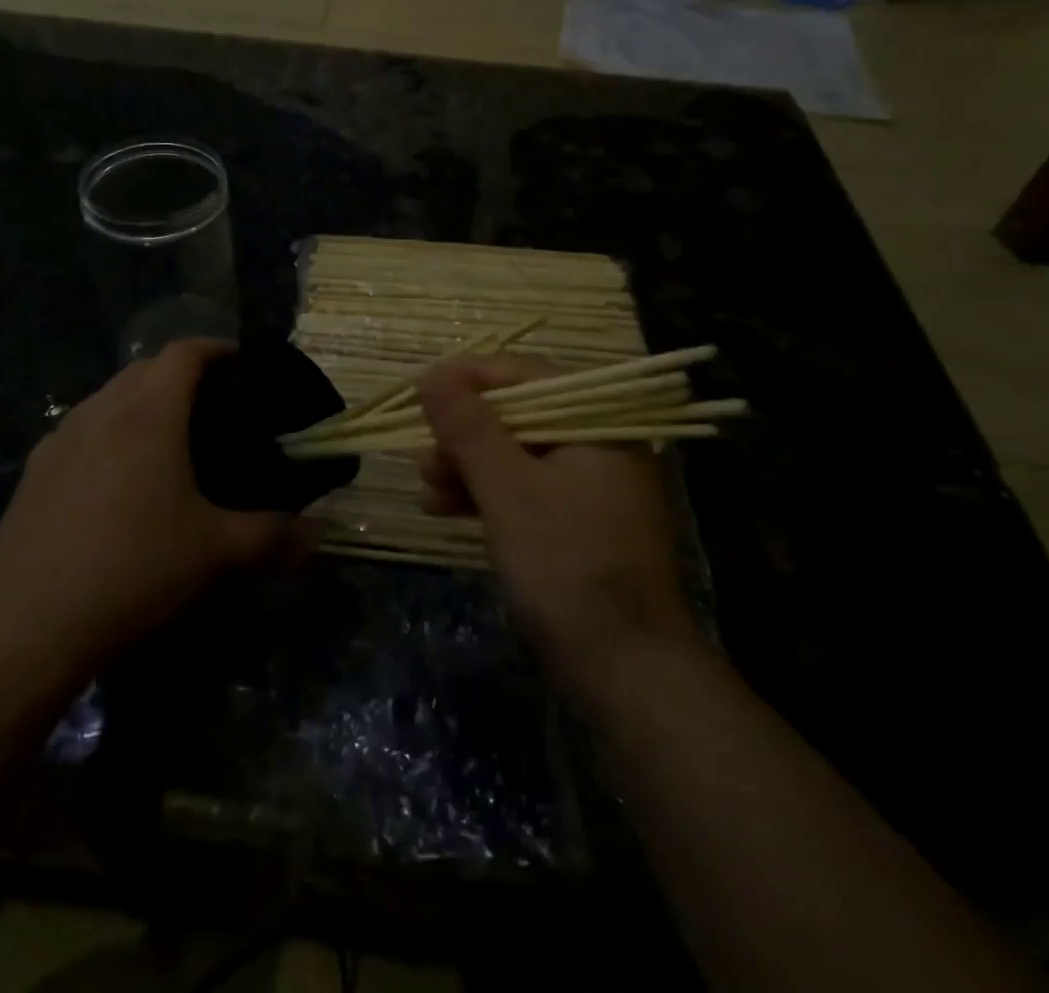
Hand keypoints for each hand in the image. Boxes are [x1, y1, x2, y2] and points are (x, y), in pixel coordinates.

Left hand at [0, 340, 305, 678]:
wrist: (29, 624)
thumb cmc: (135, 569)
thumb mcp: (216, 553)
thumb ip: (274, 536)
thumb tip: (319, 534)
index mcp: (149, 414)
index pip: (184, 352)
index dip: (216, 349)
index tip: (242, 366)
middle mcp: (101, 411)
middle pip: (144, 368)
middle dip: (181, 374)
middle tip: (214, 407)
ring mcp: (60, 439)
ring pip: (108, 396)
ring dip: (141, 401)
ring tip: (167, 439)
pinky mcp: (34, 471)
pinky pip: (80, 429)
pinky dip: (107, 431)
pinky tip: (117, 477)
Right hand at [417, 355, 699, 700]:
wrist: (628, 673)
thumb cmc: (567, 566)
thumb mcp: (509, 490)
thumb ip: (469, 428)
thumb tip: (431, 375)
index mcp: (596, 424)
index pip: (526, 375)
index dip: (468, 379)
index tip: (420, 393)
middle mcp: (598, 445)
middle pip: (518, 416)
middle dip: (463, 434)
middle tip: (422, 458)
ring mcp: (588, 488)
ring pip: (515, 457)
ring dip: (466, 468)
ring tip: (426, 491)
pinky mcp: (575, 525)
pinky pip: (523, 492)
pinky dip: (485, 497)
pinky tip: (444, 510)